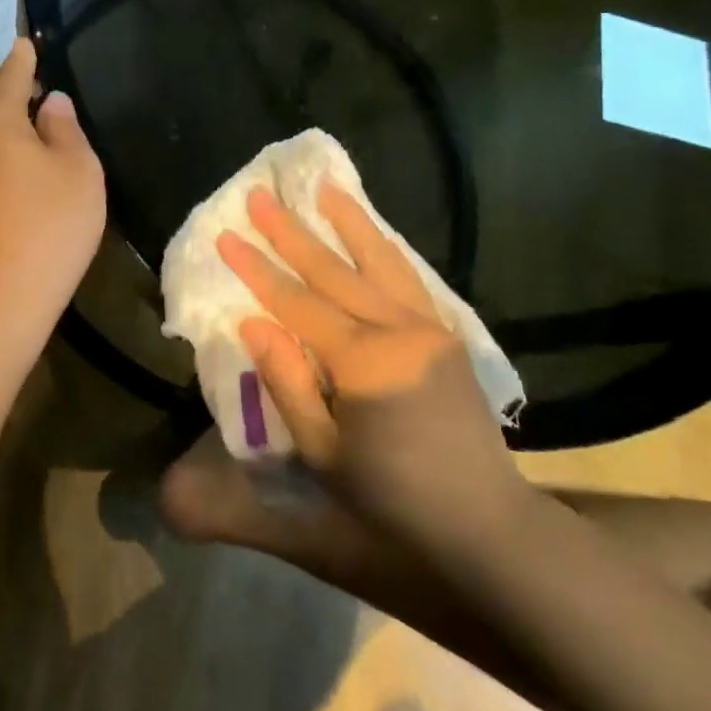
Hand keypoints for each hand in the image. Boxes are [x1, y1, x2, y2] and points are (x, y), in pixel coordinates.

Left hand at [0, 38, 106, 325]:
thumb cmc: (48, 227)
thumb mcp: (78, 171)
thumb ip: (65, 127)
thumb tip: (50, 102)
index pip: (10, 72)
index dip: (24, 58)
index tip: (29, 44)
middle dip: (2, 83)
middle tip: (31, 86)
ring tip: (18, 121)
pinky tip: (0, 156)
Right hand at [219, 180, 530, 546]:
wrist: (485, 523)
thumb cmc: (391, 499)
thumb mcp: (323, 455)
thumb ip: (287, 384)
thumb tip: (254, 323)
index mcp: (365, 363)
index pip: (297, 303)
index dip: (257, 269)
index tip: (226, 234)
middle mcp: (400, 331)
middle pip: (334, 271)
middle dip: (291, 232)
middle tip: (259, 195)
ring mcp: (430, 328)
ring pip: (380, 261)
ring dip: (347, 221)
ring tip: (322, 187)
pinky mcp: (448, 335)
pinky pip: (409, 278)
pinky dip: (384, 247)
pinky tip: (371, 230)